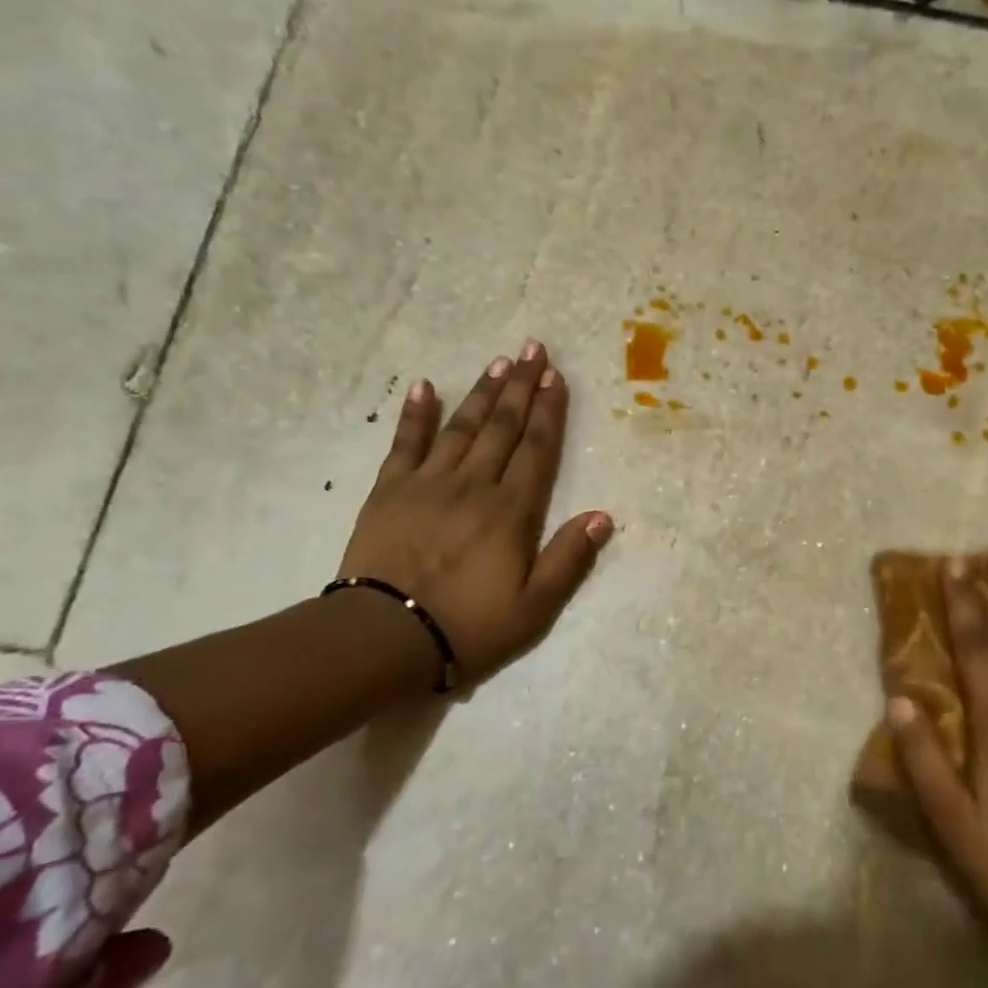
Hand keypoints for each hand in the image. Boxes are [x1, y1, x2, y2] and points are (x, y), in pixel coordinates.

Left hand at [339, 341, 612, 687]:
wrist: (385, 638)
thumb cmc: (469, 626)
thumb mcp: (534, 607)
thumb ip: (569, 559)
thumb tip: (602, 516)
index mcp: (511, 511)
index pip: (536, 449)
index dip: (548, 411)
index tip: (556, 377)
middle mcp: (474, 485)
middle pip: (502, 427)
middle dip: (521, 386)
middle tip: (532, 349)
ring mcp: (428, 483)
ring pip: (461, 426)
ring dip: (482, 393)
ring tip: (498, 362)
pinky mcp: (389, 491)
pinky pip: (405, 443)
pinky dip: (416, 413)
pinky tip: (424, 386)